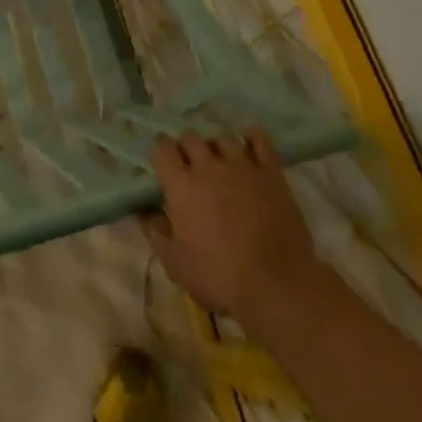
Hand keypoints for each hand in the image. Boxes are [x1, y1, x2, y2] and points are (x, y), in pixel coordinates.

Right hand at [143, 128, 323, 331]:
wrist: (277, 284)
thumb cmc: (219, 277)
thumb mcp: (175, 264)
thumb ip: (156, 232)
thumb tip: (144, 211)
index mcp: (181, 184)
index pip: (162, 148)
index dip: (161, 152)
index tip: (163, 165)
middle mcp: (208, 166)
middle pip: (191, 137)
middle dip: (186, 148)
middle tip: (190, 167)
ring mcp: (242, 165)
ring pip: (222, 137)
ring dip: (216, 147)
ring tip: (220, 163)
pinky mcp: (271, 172)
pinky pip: (259, 140)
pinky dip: (251, 138)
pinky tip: (248, 146)